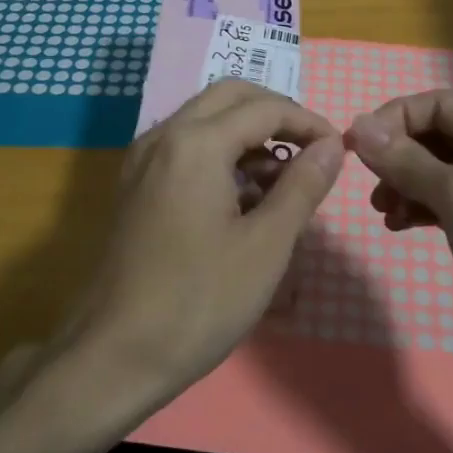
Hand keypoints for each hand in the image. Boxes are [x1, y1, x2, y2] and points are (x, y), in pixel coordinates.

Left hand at [68, 79, 343, 411]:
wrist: (114, 355)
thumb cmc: (199, 301)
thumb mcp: (266, 245)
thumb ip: (302, 186)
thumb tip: (331, 146)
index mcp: (196, 143)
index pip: (265, 108)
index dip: (308, 123)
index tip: (338, 150)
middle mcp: (163, 136)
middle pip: (229, 97)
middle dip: (275, 114)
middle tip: (311, 150)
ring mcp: (142, 160)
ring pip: (204, 119)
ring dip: (247, 133)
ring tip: (283, 181)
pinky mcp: (134, 186)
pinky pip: (184, 147)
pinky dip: (220, 153)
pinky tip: (243, 197)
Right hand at [344, 91, 452, 355]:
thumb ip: (406, 160)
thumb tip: (358, 127)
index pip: (438, 104)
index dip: (392, 119)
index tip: (353, 149)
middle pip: (441, 136)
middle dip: (399, 155)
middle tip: (368, 185)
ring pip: (445, 172)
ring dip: (408, 184)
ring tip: (383, 211)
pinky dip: (425, 209)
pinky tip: (401, 226)